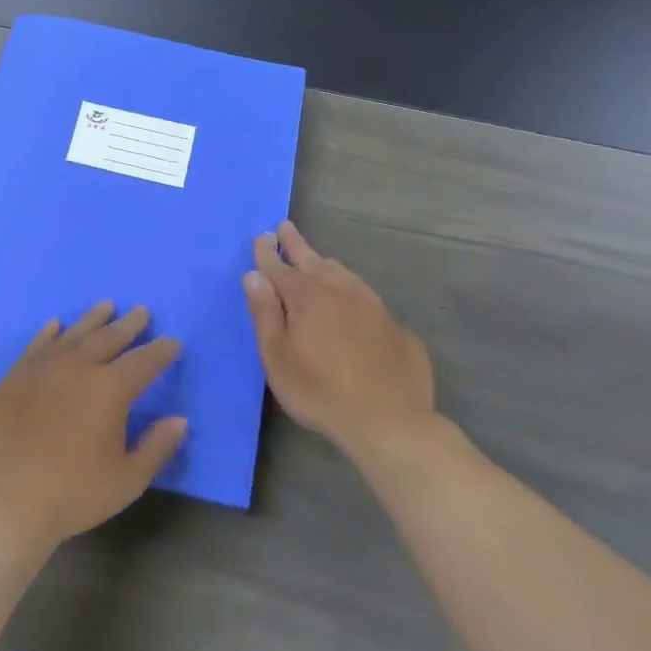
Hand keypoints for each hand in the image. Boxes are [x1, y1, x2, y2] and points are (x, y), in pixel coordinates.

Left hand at [0, 302, 187, 552]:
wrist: (7, 500)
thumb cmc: (74, 493)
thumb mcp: (127, 479)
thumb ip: (157, 446)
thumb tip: (180, 420)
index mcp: (110, 389)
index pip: (144, 361)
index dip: (161, 351)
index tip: (173, 342)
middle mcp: (78, 367)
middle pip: (109, 338)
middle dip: (129, 324)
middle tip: (141, 311)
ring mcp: (42, 368)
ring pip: (73, 334)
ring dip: (92, 319)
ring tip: (106, 306)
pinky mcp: (14, 377)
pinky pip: (36, 346)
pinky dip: (48, 333)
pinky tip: (54, 324)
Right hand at [243, 220, 438, 463]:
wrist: (390, 423)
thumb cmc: (320, 392)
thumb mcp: (278, 357)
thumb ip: (265, 314)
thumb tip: (254, 276)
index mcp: (307, 297)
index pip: (280, 267)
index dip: (267, 252)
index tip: (261, 236)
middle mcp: (341, 292)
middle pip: (314, 261)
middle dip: (296, 244)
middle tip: (285, 227)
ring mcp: (373, 308)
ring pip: (344, 275)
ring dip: (326, 264)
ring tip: (318, 260)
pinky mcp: (397, 329)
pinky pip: (368, 300)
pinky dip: (352, 292)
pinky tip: (354, 303)